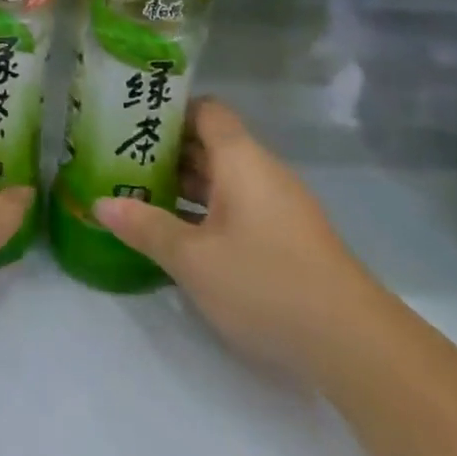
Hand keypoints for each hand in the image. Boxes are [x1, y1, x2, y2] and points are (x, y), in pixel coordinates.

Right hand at [93, 97, 377, 372]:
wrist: (355, 346)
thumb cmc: (266, 284)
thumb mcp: (193, 259)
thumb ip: (145, 226)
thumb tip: (101, 203)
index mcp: (241, 160)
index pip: (206, 110)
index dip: (169, 109)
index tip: (130, 119)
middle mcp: (262, 172)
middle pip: (210, 143)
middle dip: (165, 149)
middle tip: (118, 158)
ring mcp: (278, 206)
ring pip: (222, 178)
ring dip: (183, 183)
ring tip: (136, 192)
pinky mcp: (286, 238)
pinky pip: (236, 206)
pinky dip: (204, 209)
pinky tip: (177, 232)